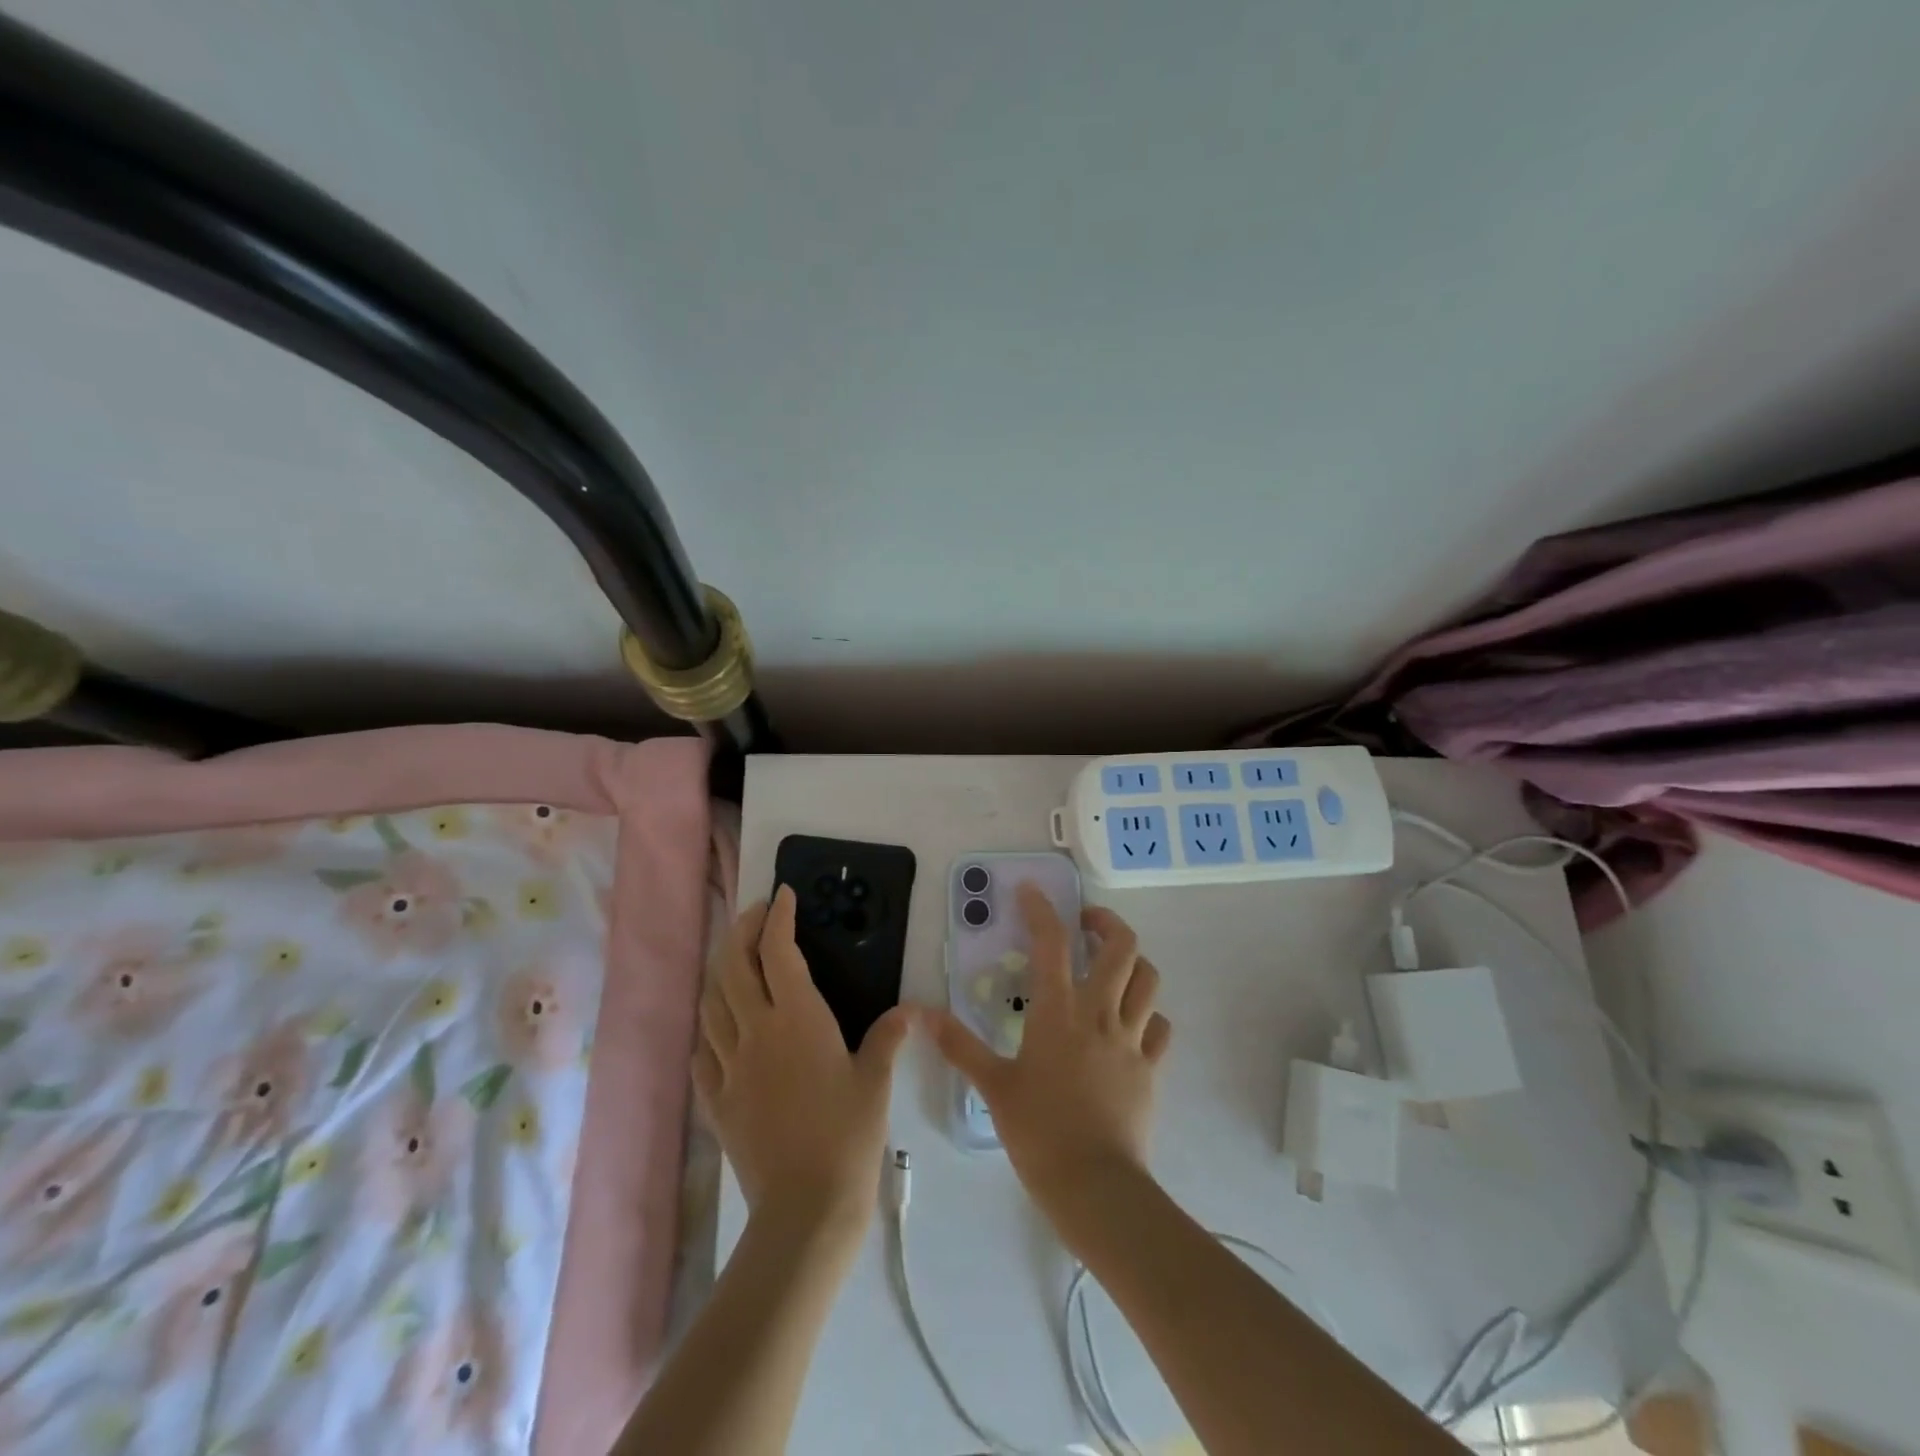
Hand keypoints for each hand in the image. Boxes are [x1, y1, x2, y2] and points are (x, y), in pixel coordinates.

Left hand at [694, 886, 908, 1240]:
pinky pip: (702, 1049)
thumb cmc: (848, 1135)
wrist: (804, 1208)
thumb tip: (909, 1010)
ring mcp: (730, 1065)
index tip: (782, 894)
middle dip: (740, 930)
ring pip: (711, 1002)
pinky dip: (707, 1025)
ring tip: (733, 959)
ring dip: (719, 970)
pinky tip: (717, 1024)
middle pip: (733, 965)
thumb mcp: (875, 1081)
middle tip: (755, 915)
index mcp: (797, 1018)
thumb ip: (888, 1037)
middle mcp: (756, 1031)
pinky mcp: (716, 1099)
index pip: (778, 950)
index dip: (777, 917)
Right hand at [927, 885, 1170, 1213]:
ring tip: (1112, 966)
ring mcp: (1131, 1039)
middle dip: (1106, 923)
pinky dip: (1149, 1015)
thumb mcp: (993, 1086)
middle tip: (1086, 924)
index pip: (1052, 943)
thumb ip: (959, 1045)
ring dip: (1133, 962)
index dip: (1041, 910)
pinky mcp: (1151, 1067)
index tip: (1030, 892)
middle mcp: (1100, 1013)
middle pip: (1122, 947)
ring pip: (1148, 979)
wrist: (1094, 1184)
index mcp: (1058, 1011)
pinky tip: (1133, 1023)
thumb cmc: (1038, 1130)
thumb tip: (921, 1014)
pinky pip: (1160, 1027)